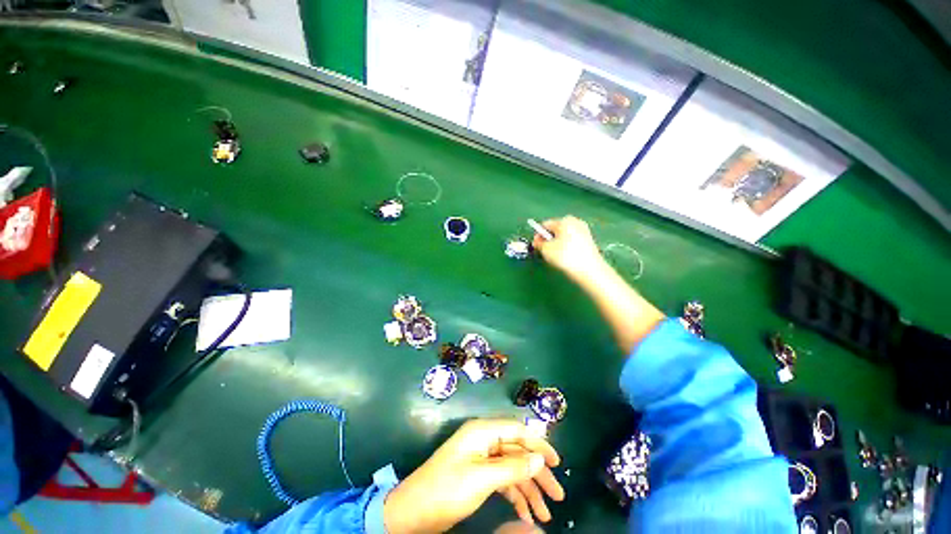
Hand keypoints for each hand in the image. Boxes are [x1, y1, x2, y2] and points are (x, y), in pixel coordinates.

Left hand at [383, 419, 564, 533]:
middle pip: (518, 452)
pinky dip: (515, 496)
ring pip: (512, 469)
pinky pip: (503, 481)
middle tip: (558, 496)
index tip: (557, 462)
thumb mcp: (481, 478)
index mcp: (482, 431)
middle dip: (538, 474)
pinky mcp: (478, 475)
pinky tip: (526, 514)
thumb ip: (512, 468)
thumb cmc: (447, 489)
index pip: (517, 431)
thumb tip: (539, 459)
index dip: (538, 444)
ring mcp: (481, 459)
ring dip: (529, 490)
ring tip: (546, 514)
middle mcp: (484, 441)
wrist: (414, 512)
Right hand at [532, 216, 606, 283]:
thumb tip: (537, 241)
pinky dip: (566, 246)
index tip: (535, 245)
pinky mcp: (589, 240)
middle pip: (555, 229)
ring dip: (557, 243)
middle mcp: (576, 222)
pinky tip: (565, 257)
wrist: (589, 270)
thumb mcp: (546, 250)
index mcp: (565, 220)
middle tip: (544, 251)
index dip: (538, 235)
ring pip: (564, 235)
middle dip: (548, 239)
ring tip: (555, 256)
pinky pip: (572, 240)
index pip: (545, 225)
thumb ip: (539, 243)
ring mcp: (584, 231)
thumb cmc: (566, 257)